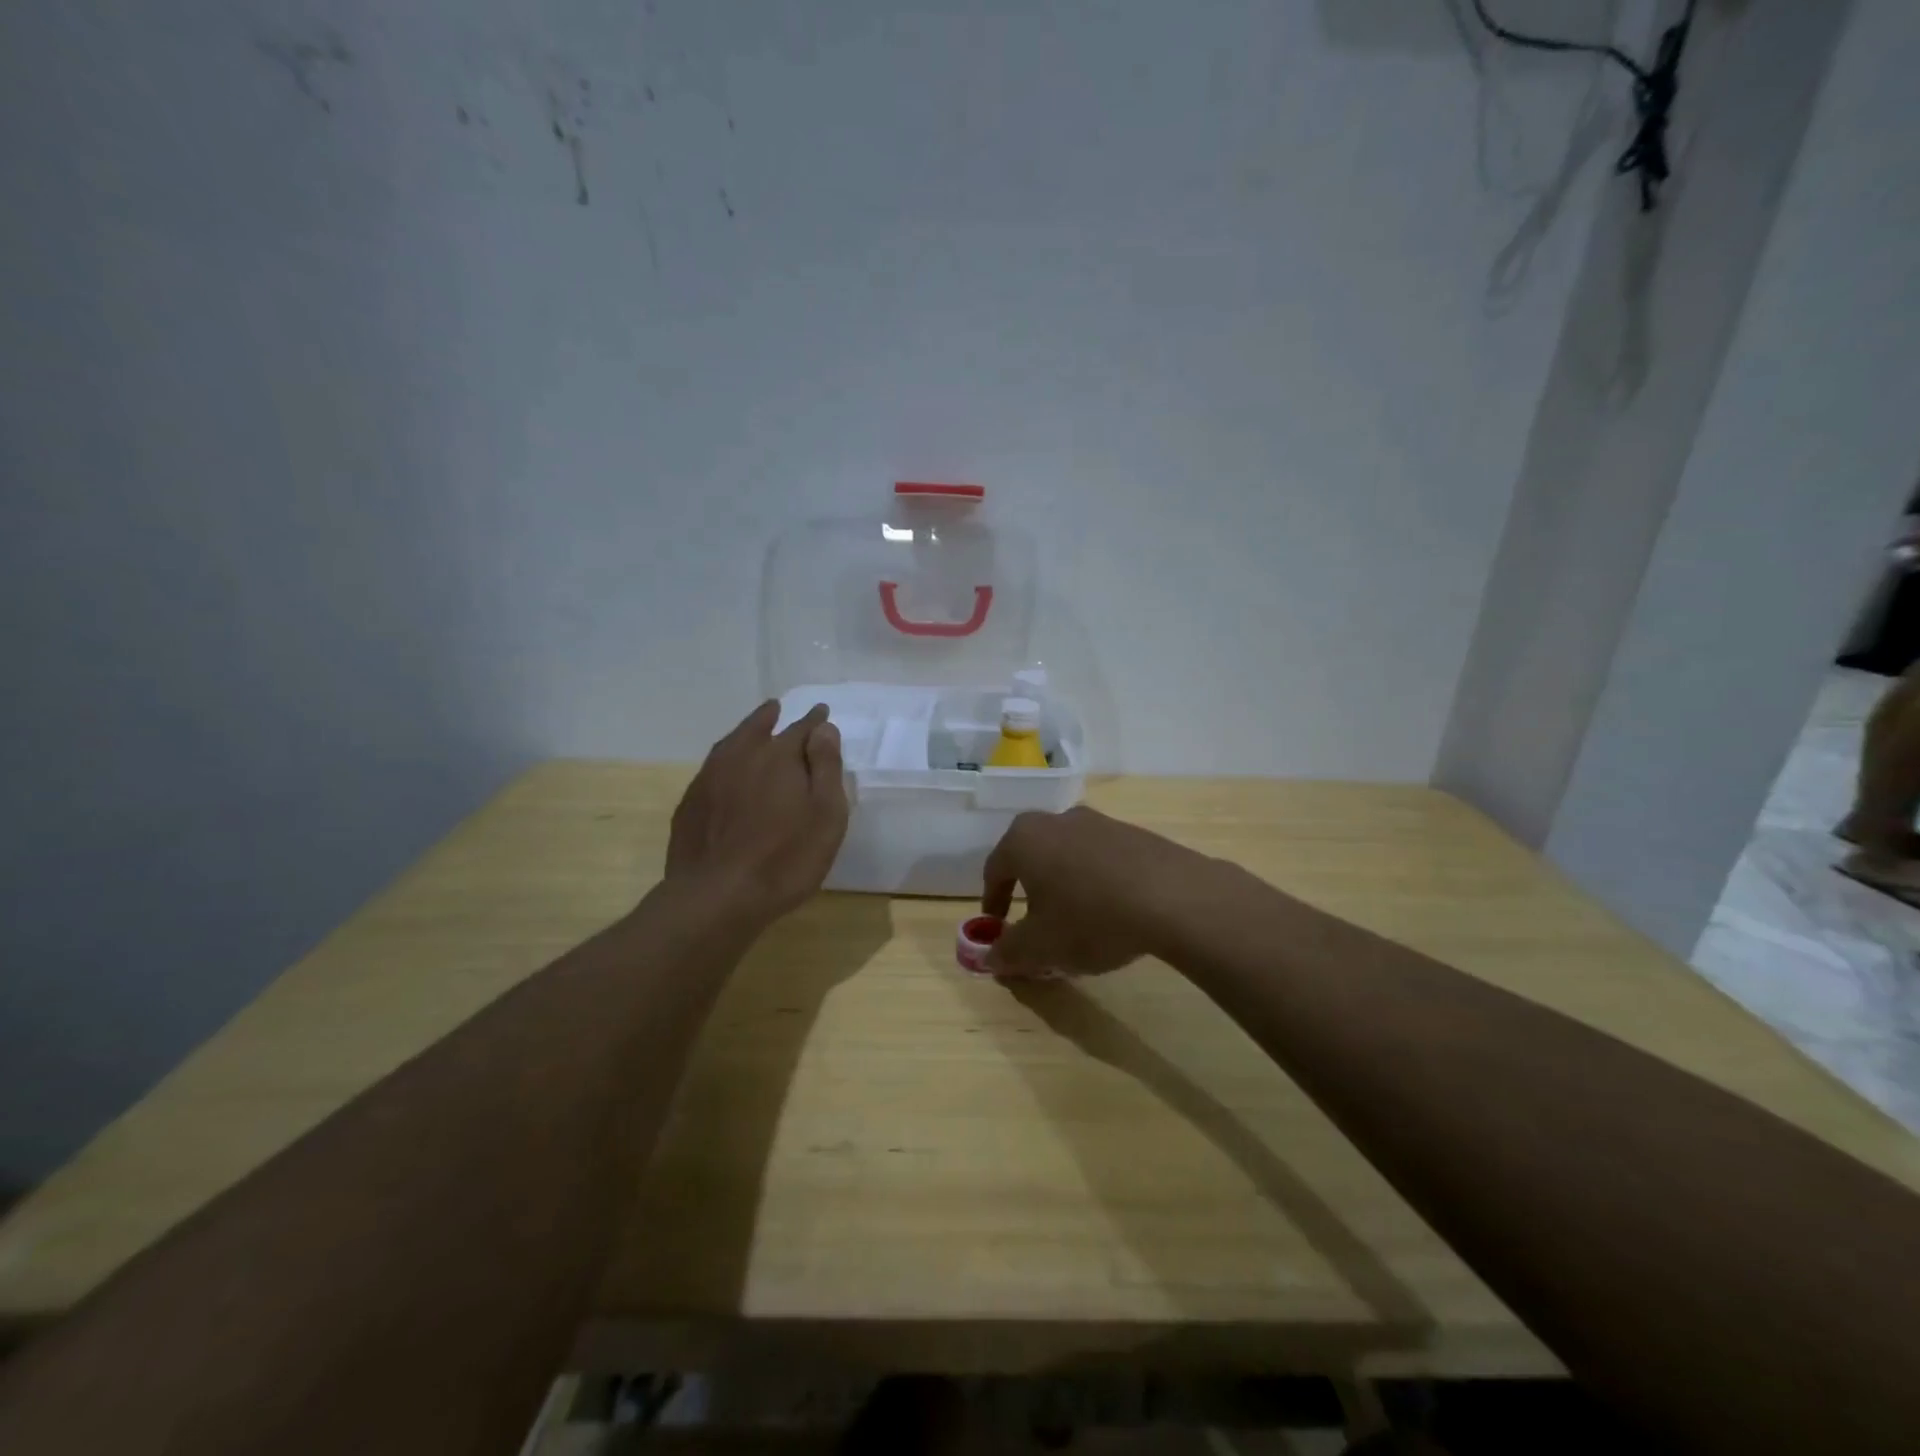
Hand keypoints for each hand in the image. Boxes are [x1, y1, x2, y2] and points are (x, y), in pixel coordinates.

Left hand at [666, 700, 848, 925]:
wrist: (716, 897)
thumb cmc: (785, 858)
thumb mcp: (826, 815)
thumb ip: (826, 767)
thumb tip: (823, 728)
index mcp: (779, 757)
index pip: (802, 729)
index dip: (814, 721)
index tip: (821, 713)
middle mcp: (741, 757)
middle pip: (758, 728)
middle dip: (771, 718)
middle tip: (778, 709)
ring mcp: (710, 779)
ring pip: (730, 745)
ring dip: (745, 733)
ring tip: (753, 728)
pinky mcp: (691, 805)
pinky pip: (712, 769)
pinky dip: (725, 761)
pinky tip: (727, 772)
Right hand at [981, 806, 1214, 977]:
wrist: (1174, 897)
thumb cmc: (1090, 918)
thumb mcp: (1041, 947)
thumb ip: (1009, 951)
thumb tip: (991, 957)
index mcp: (1024, 839)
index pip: (995, 870)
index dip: (993, 902)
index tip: (996, 928)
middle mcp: (1057, 821)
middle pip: (1032, 857)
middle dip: (1029, 891)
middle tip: (1034, 924)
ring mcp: (1099, 822)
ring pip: (1068, 856)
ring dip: (1065, 885)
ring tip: (1077, 921)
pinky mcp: (1134, 833)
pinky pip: (1102, 858)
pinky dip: (1097, 882)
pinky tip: (1113, 912)